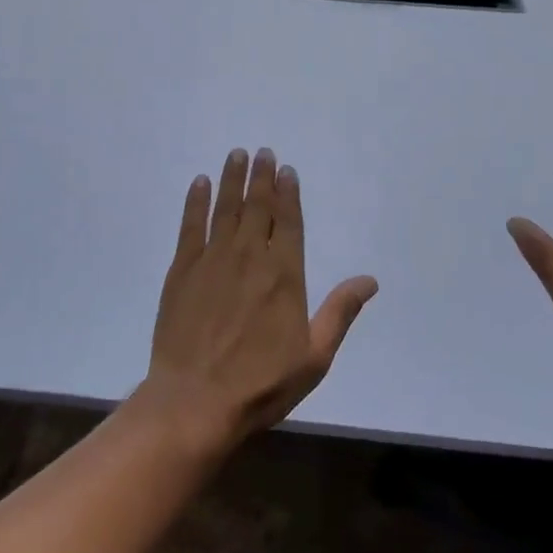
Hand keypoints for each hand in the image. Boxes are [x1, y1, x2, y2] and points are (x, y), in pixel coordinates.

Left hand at [141, 148, 377, 452]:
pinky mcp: (183, 270)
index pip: (288, 222)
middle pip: (257, 207)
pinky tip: (199, 184)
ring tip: (236, 155)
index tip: (287, 170)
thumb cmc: (261, 383)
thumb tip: (370, 280)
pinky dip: (195, 202)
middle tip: (262, 152)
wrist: (195, 401)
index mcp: (284, 274)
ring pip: (225, 208)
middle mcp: (249, 257)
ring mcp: (213, 260)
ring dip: (231, 179)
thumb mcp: (314, 356)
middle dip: (261, 177)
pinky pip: (191, 226)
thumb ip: (340, 312)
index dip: (288, 193)